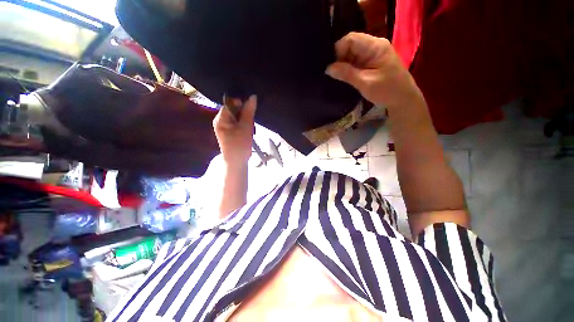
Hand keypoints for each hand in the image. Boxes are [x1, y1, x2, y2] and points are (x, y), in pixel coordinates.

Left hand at [213, 95, 256, 165]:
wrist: (237, 162)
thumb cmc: (240, 145)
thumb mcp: (246, 127)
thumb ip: (249, 111)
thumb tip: (253, 97)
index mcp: (221, 118)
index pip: (230, 103)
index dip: (241, 104)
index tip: (251, 109)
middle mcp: (220, 120)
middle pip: (234, 109)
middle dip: (244, 113)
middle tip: (251, 122)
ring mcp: (224, 127)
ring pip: (237, 116)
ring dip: (245, 120)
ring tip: (250, 128)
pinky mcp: (230, 132)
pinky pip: (237, 123)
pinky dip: (244, 125)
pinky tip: (248, 130)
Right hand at [326, 32, 424, 110]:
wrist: (403, 99)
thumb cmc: (387, 91)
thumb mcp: (365, 83)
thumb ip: (347, 74)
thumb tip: (328, 68)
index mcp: (375, 46)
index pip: (351, 39)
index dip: (337, 49)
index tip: (328, 65)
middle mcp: (374, 45)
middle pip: (350, 45)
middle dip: (339, 58)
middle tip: (330, 73)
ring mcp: (373, 54)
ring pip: (351, 53)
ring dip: (342, 64)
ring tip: (334, 75)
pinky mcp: (371, 62)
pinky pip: (355, 61)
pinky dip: (348, 68)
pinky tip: (342, 76)